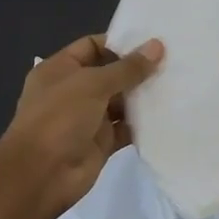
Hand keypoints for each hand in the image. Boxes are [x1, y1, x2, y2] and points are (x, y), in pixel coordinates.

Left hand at [0, 34, 163, 218]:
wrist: (41, 175)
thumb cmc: (59, 118)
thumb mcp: (92, 84)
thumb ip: (127, 68)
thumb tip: (157, 46)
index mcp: (60, 69)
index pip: (92, 46)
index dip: (119, 43)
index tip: (152, 43)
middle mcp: (73, 91)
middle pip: (110, 74)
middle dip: (137, 69)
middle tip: (173, 61)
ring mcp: (87, 118)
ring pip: (120, 101)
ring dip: (143, 96)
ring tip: (176, 84)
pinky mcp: (101, 142)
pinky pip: (126, 127)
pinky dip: (143, 123)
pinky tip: (168, 114)